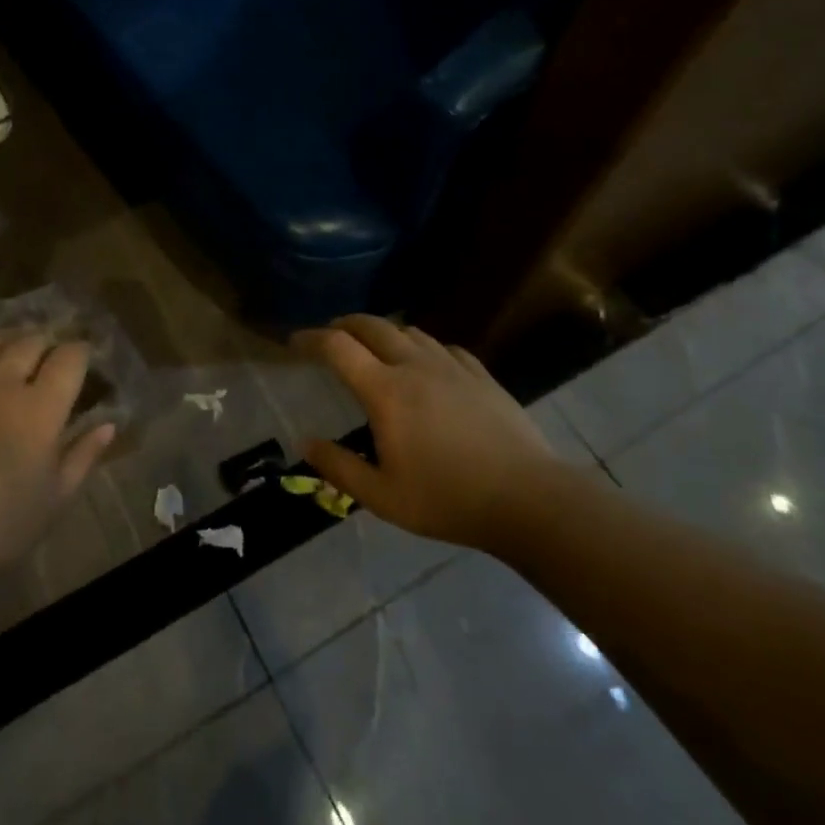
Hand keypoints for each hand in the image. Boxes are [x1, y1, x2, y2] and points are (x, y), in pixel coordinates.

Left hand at [0, 329, 115, 582]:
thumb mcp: (54, 501)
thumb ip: (83, 456)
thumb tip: (108, 424)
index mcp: (40, 407)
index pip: (70, 356)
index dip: (81, 351)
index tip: (84, 357)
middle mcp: (0, 382)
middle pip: (30, 340)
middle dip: (46, 340)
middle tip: (50, 352)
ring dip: (7, 341)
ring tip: (12, 349)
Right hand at [297, 315, 576, 554]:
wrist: (529, 500)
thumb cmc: (448, 500)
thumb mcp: (383, 497)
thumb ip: (339, 468)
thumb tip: (306, 443)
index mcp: (385, 391)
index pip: (337, 347)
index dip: (311, 338)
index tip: (294, 342)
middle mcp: (414, 365)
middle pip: (371, 325)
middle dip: (344, 324)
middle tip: (330, 335)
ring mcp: (451, 366)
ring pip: (408, 331)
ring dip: (383, 332)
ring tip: (374, 347)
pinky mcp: (480, 374)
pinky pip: (442, 346)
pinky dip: (422, 346)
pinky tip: (426, 363)